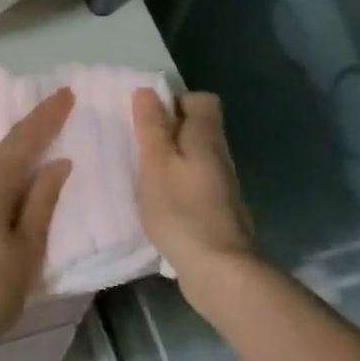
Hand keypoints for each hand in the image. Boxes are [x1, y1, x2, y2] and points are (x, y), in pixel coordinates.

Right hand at [133, 89, 256, 306]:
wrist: (219, 269)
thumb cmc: (181, 210)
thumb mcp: (156, 164)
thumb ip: (152, 127)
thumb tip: (148, 90)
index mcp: (206, 137)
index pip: (201, 100)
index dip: (175, 101)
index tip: (148, 118)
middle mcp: (220, 155)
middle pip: (197, 128)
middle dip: (168, 132)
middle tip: (138, 147)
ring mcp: (221, 185)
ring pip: (195, 157)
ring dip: (170, 160)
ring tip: (142, 175)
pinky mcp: (217, 210)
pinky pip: (195, 183)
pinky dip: (177, 185)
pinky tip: (158, 203)